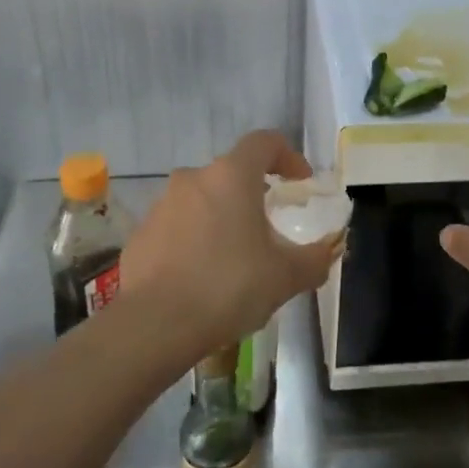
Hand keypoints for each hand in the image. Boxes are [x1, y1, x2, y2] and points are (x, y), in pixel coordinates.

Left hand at [119, 130, 340, 359]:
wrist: (154, 325)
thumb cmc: (228, 287)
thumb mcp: (286, 277)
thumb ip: (314, 259)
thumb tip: (327, 252)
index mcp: (231, 177)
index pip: (264, 142)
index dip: (288, 156)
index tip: (301, 181)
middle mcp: (193, 180)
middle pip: (231, 173)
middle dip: (254, 193)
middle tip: (271, 226)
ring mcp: (161, 206)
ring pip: (202, 200)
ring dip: (223, 218)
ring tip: (237, 258)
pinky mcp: (140, 235)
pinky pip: (177, 227)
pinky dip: (196, 241)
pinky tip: (204, 277)